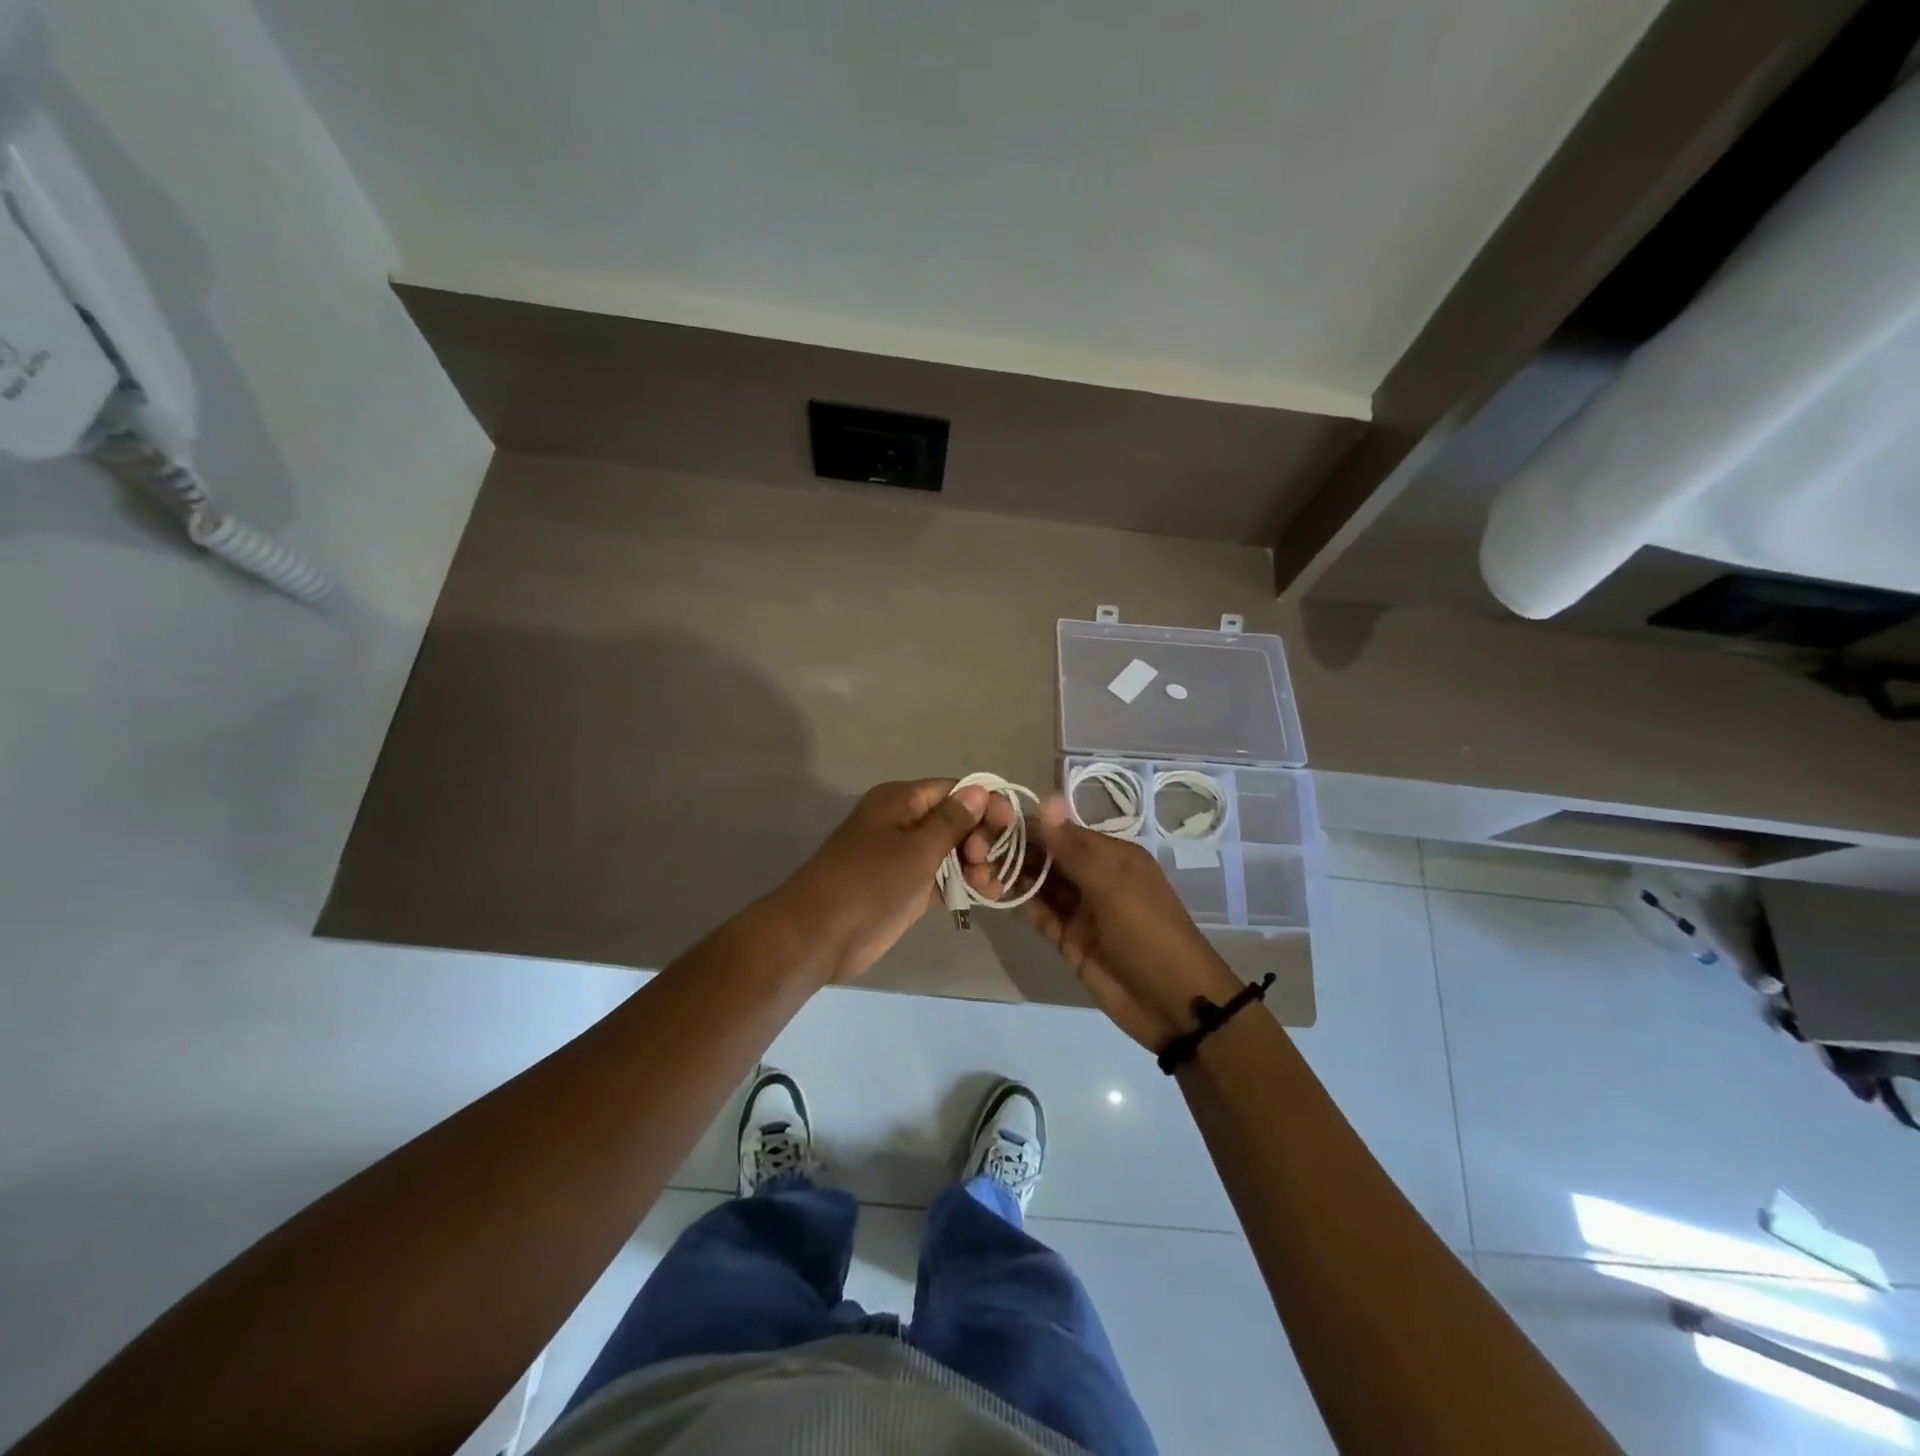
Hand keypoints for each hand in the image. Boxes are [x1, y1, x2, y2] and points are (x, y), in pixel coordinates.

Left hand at [779, 779, 998, 983]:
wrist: (821, 935)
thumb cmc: (869, 883)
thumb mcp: (916, 849)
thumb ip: (951, 821)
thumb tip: (979, 790)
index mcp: (900, 801)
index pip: (954, 790)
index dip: (985, 803)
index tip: (1011, 825)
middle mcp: (904, 822)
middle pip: (956, 819)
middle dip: (980, 837)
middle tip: (984, 863)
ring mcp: (904, 856)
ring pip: (952, 850)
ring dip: (976, 863)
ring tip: (989, 886)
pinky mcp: (906, 886)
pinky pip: (943, 876)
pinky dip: (963, 883)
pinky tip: (986, 895)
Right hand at [969, 796, 1240, 1049]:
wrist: (1173, 1003)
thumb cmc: (1147, 932)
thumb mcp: (1112, 883)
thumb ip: (1072, 846)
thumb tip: (1046, 799)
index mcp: (1110, 855)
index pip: (1059, 831)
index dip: (1025, 825)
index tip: (984, 819)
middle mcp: (1093, 876)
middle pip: (1046, 856)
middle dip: (1011, 850)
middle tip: (968, 846)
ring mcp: (1080, 909)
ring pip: (1038, 884)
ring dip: (1009, 874)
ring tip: (970, 866)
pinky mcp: (1069, 939)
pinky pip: (1038, 914)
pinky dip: (1016, 902)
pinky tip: (987, 891)